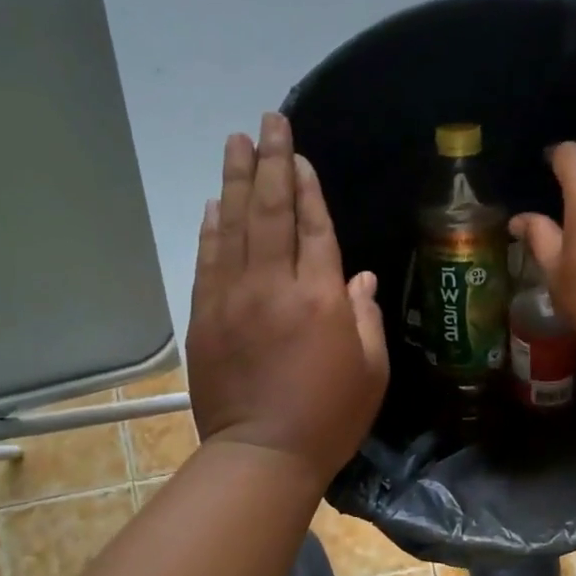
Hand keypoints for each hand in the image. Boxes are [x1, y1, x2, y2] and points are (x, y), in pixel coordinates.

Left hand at [186, 113, 388, 483]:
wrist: (263, 455)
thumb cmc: (330, 416)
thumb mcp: (371, 370)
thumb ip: (365, 317)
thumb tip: (358, 277)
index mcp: (321, 298)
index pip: (313, 227)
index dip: (307, 187)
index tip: (299, 153)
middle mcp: (274, 286)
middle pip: (271, 211)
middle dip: (271, 162)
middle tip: (268, 121)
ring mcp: (233, 298)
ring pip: (233, 226)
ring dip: (235, 180)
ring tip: (236, 142)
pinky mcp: (204, 316)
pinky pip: (208, 259)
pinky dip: (211, 227)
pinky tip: (214, 202)